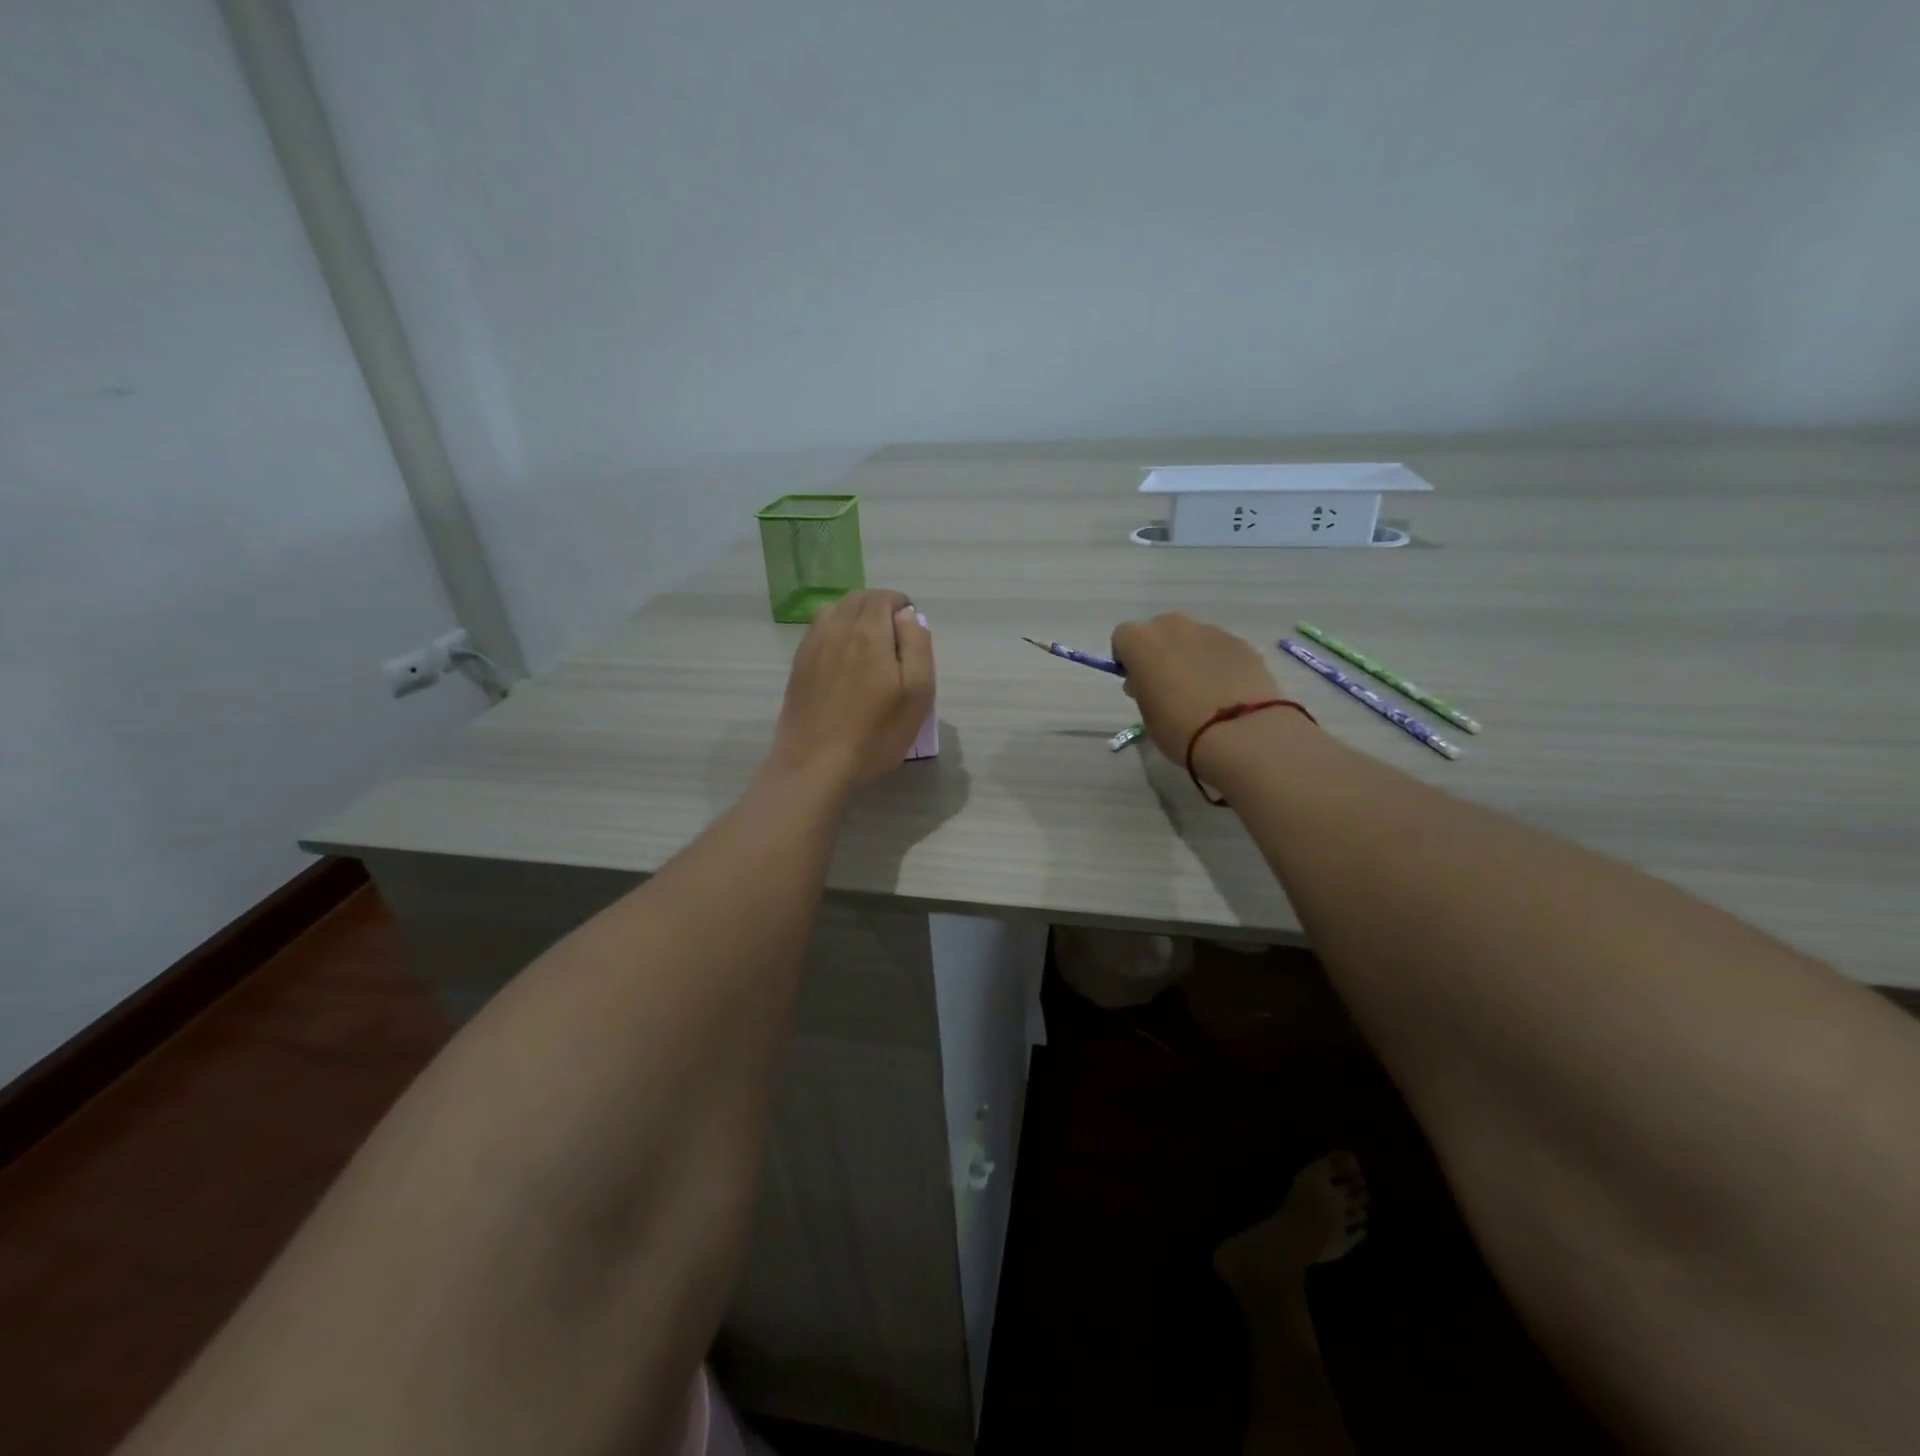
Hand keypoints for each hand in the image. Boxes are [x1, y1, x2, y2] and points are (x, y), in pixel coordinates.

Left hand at [770, 589, 934, 793]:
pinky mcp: (798, 665)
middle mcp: (837, 629)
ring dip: (854, 615)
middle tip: (894, 634)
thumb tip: (908, 616)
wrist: (816, 764)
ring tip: (868, 643)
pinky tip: (843, 658)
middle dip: (879, 607)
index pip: (885, 598)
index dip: (902, 605)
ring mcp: (812, 646)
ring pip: (834, 611)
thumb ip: (917, 646)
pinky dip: (834, 630)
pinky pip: (818, 631)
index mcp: (870, 633)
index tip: (912, 627)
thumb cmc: (876, 734)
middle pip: (858, 599)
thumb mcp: (917, 694)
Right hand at [1111, 613, 1285, 765]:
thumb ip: (1143, 689)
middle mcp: (1174, 627)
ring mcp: (1210, 631)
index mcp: (1142, 642)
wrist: (1240, 733)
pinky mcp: (1240, 642)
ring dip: (1190, 654)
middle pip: (1159, 629)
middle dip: (1160, 650)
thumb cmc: (1179, 728)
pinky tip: (1226, 690)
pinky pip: (1219, 647)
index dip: (1127, 657)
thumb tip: (1148, 681)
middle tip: (1167, 682)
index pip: (1123, 636)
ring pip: (1192, 636)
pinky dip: (1218, 662)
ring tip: (1202, 688)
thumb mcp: (1147, 714)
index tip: (1135, 680)